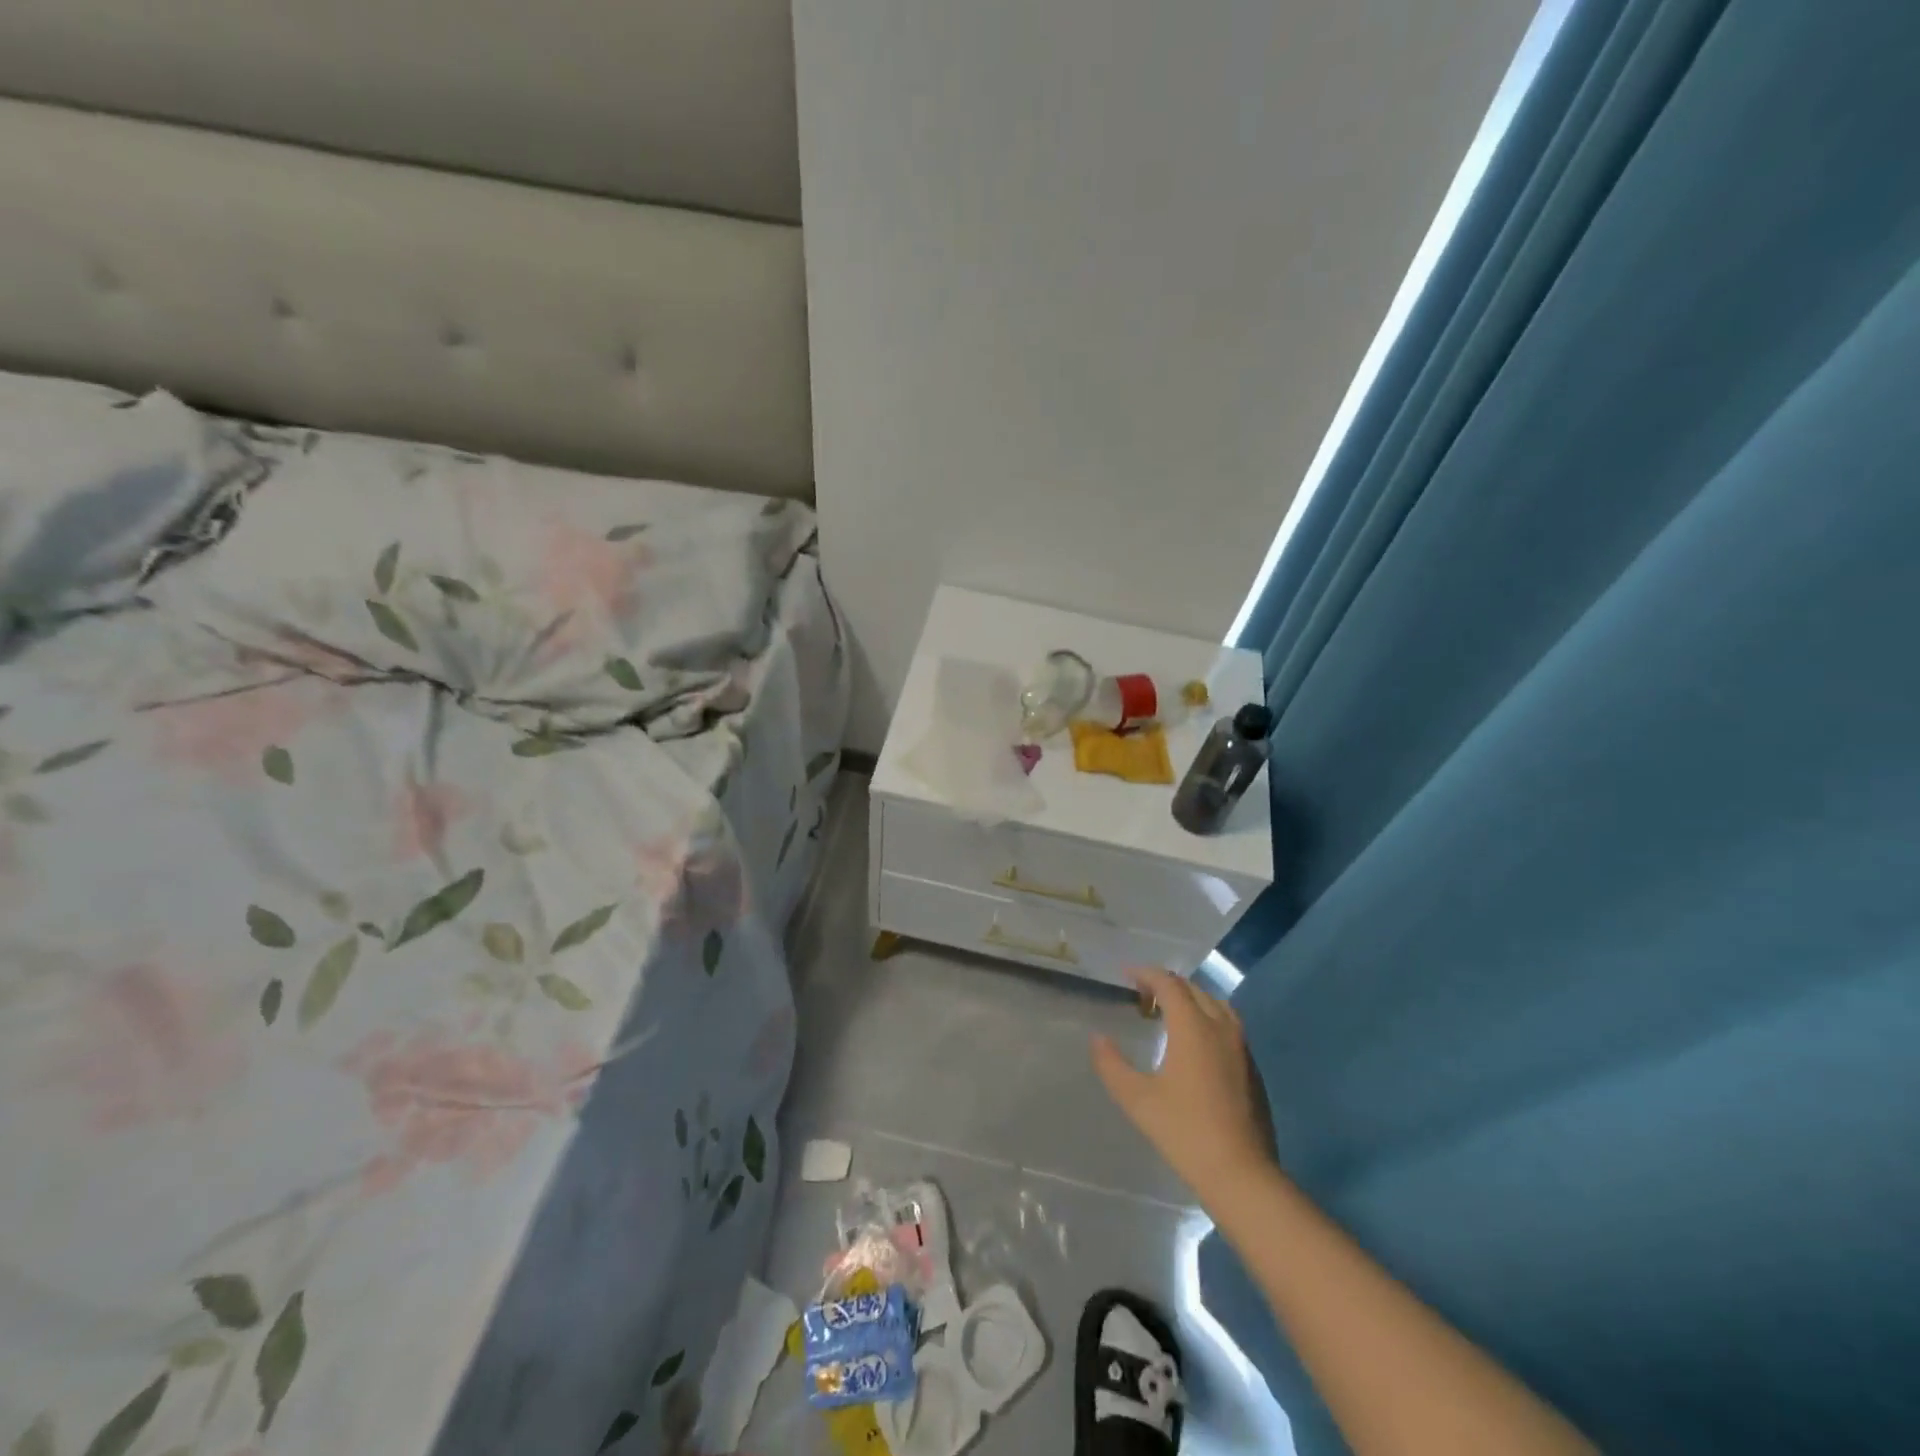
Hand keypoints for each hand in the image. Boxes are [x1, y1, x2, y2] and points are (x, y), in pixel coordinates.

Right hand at [1092, 969, 1276, 1210]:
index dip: (1146, 973)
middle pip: (1193, 989)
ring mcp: (1241, 1047)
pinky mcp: (1252, 1067)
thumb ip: (1112, 1065)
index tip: (1126, 974)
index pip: (1169, 983)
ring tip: (1169, 1014)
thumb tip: (1098, 1039)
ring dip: (1190, 999)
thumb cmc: (1185, 1132)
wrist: (1241, 1174)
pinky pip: (1228, 1025)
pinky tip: (1194, 1044)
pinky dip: (1207, 1018)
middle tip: (1142, 997)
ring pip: (1215, 1004)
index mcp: (1193, 1027)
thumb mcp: (1138, 1099)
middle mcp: (1220, 1027)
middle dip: (1166, 985)